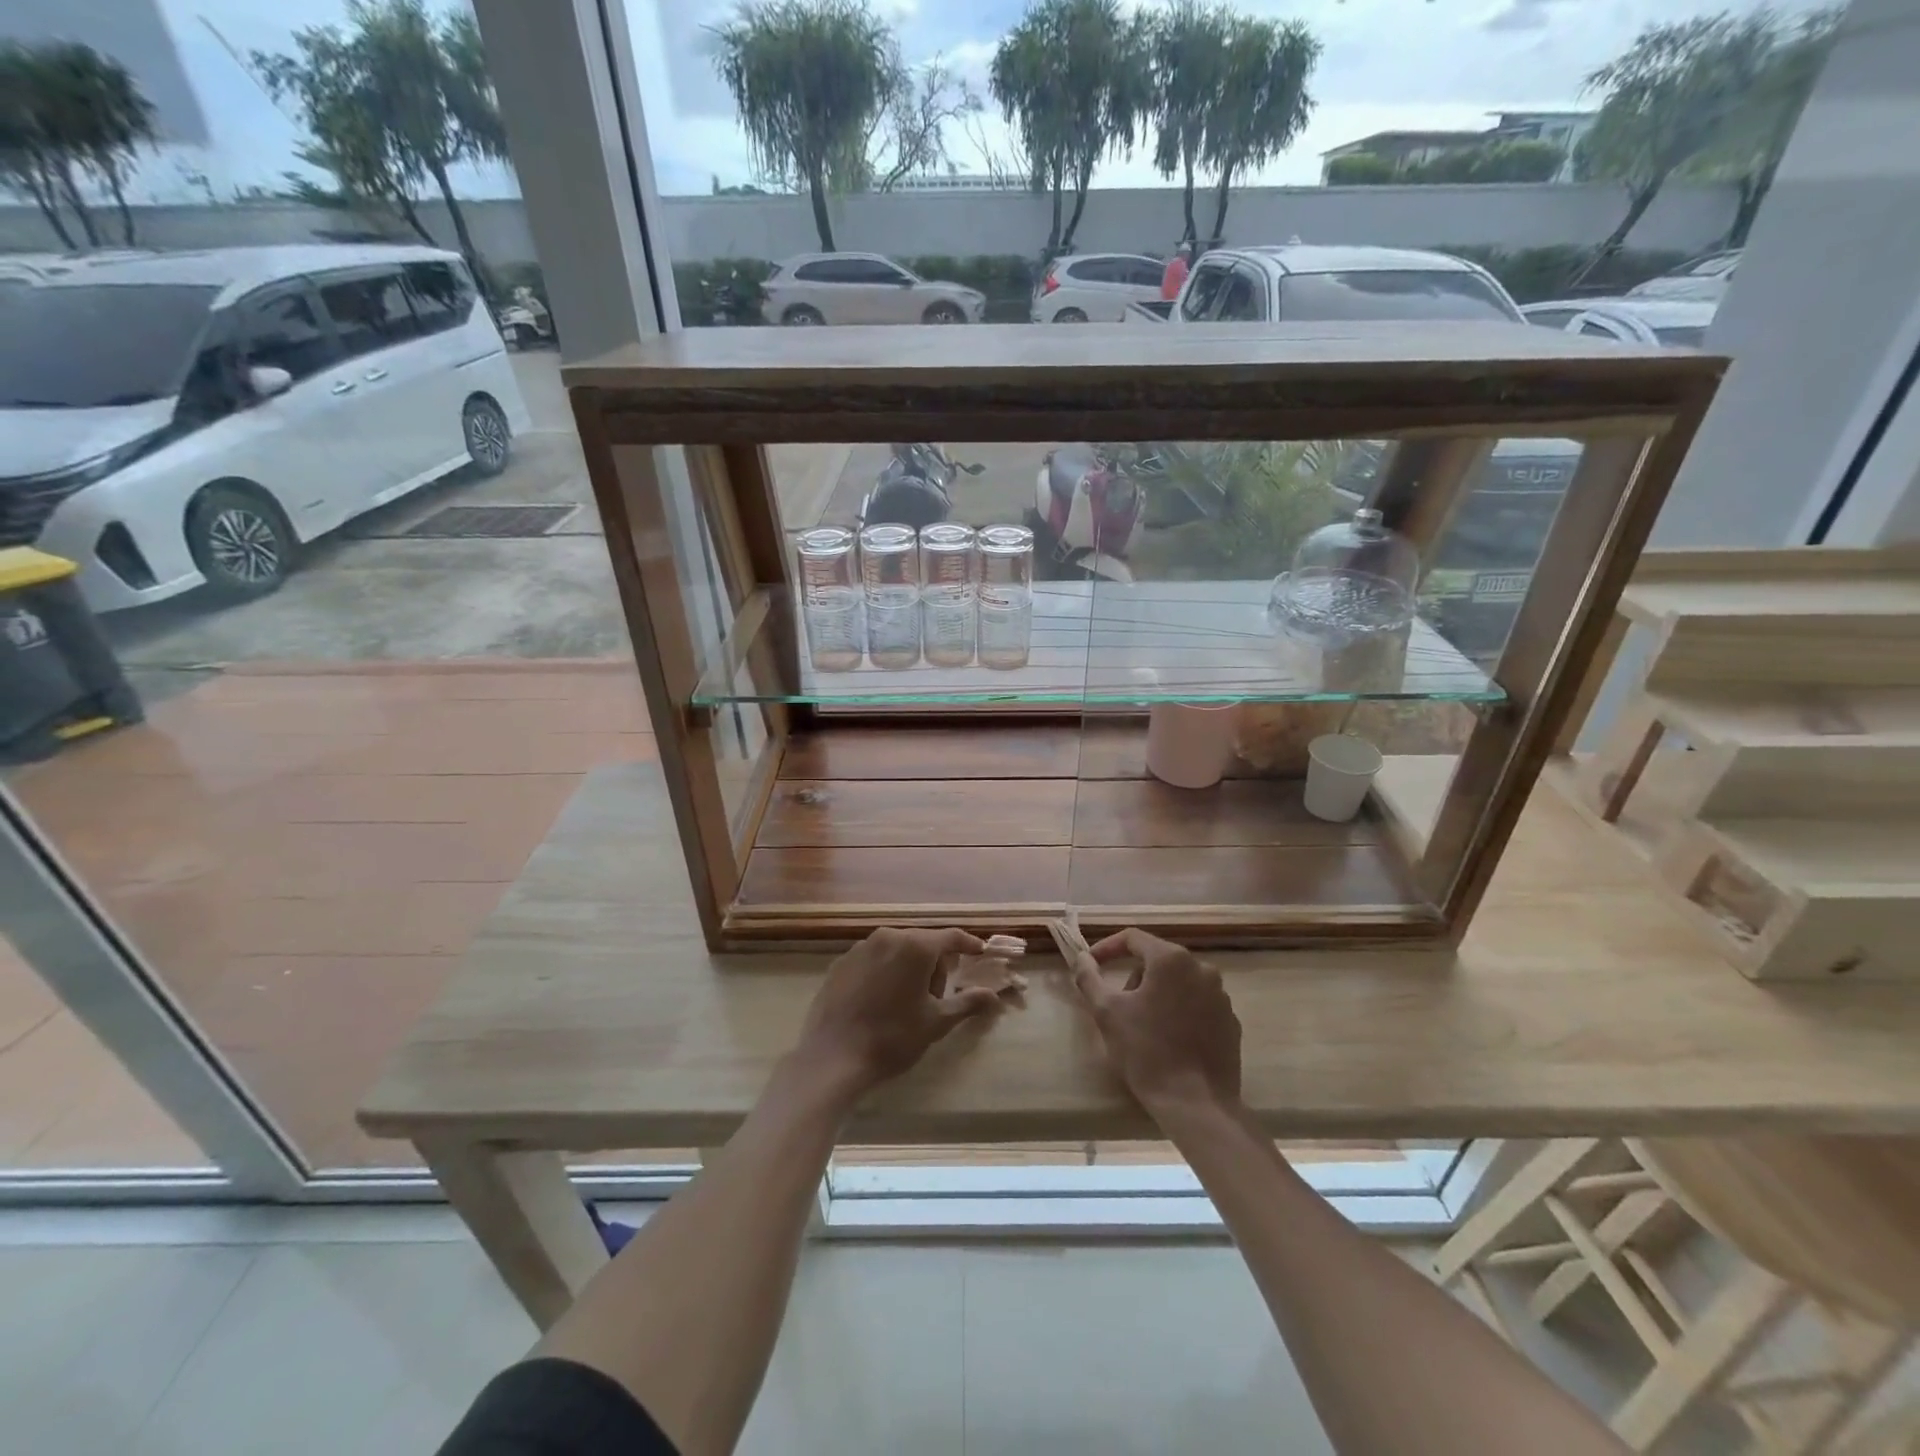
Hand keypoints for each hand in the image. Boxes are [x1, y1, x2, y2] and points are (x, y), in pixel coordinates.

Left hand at [794, 927, 1003, 1098]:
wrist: (833, 1056)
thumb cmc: (893, 1038)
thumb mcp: (937, 1022)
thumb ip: (968, 1002)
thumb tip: (994, 996)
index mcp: (915, 946)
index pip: (951, 937)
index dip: (969, 944)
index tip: (980, 953)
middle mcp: (888, 936)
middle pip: (923, 942)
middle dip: (935, 964)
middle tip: (937, 998)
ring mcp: (861, 947)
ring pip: (897, 950)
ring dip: (909, 967)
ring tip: (907, 1003)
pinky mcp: (841, 962)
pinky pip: (874, 959)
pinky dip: (885, 972)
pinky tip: (880, 1001)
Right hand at [1070, 928, 1241, 1114]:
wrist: (1195, 1104)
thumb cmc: (1146, 1051)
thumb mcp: (1107, 1012)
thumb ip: (1089, 978)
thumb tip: (1082, 959)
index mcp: (1171, 960)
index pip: (1133, 938)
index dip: (1108, 948)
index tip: (1091, 965)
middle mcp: (1202, 969)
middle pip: (1157, 960)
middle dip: (1133, 977)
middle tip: (1118, 1005)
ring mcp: (1221, 996)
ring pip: (1179, 983)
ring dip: (1157, 995)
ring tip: (1143, 1026)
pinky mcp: (1230, 1022)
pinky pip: (1198, 1005)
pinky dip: (1180, 1012)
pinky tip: (1169, 1040)